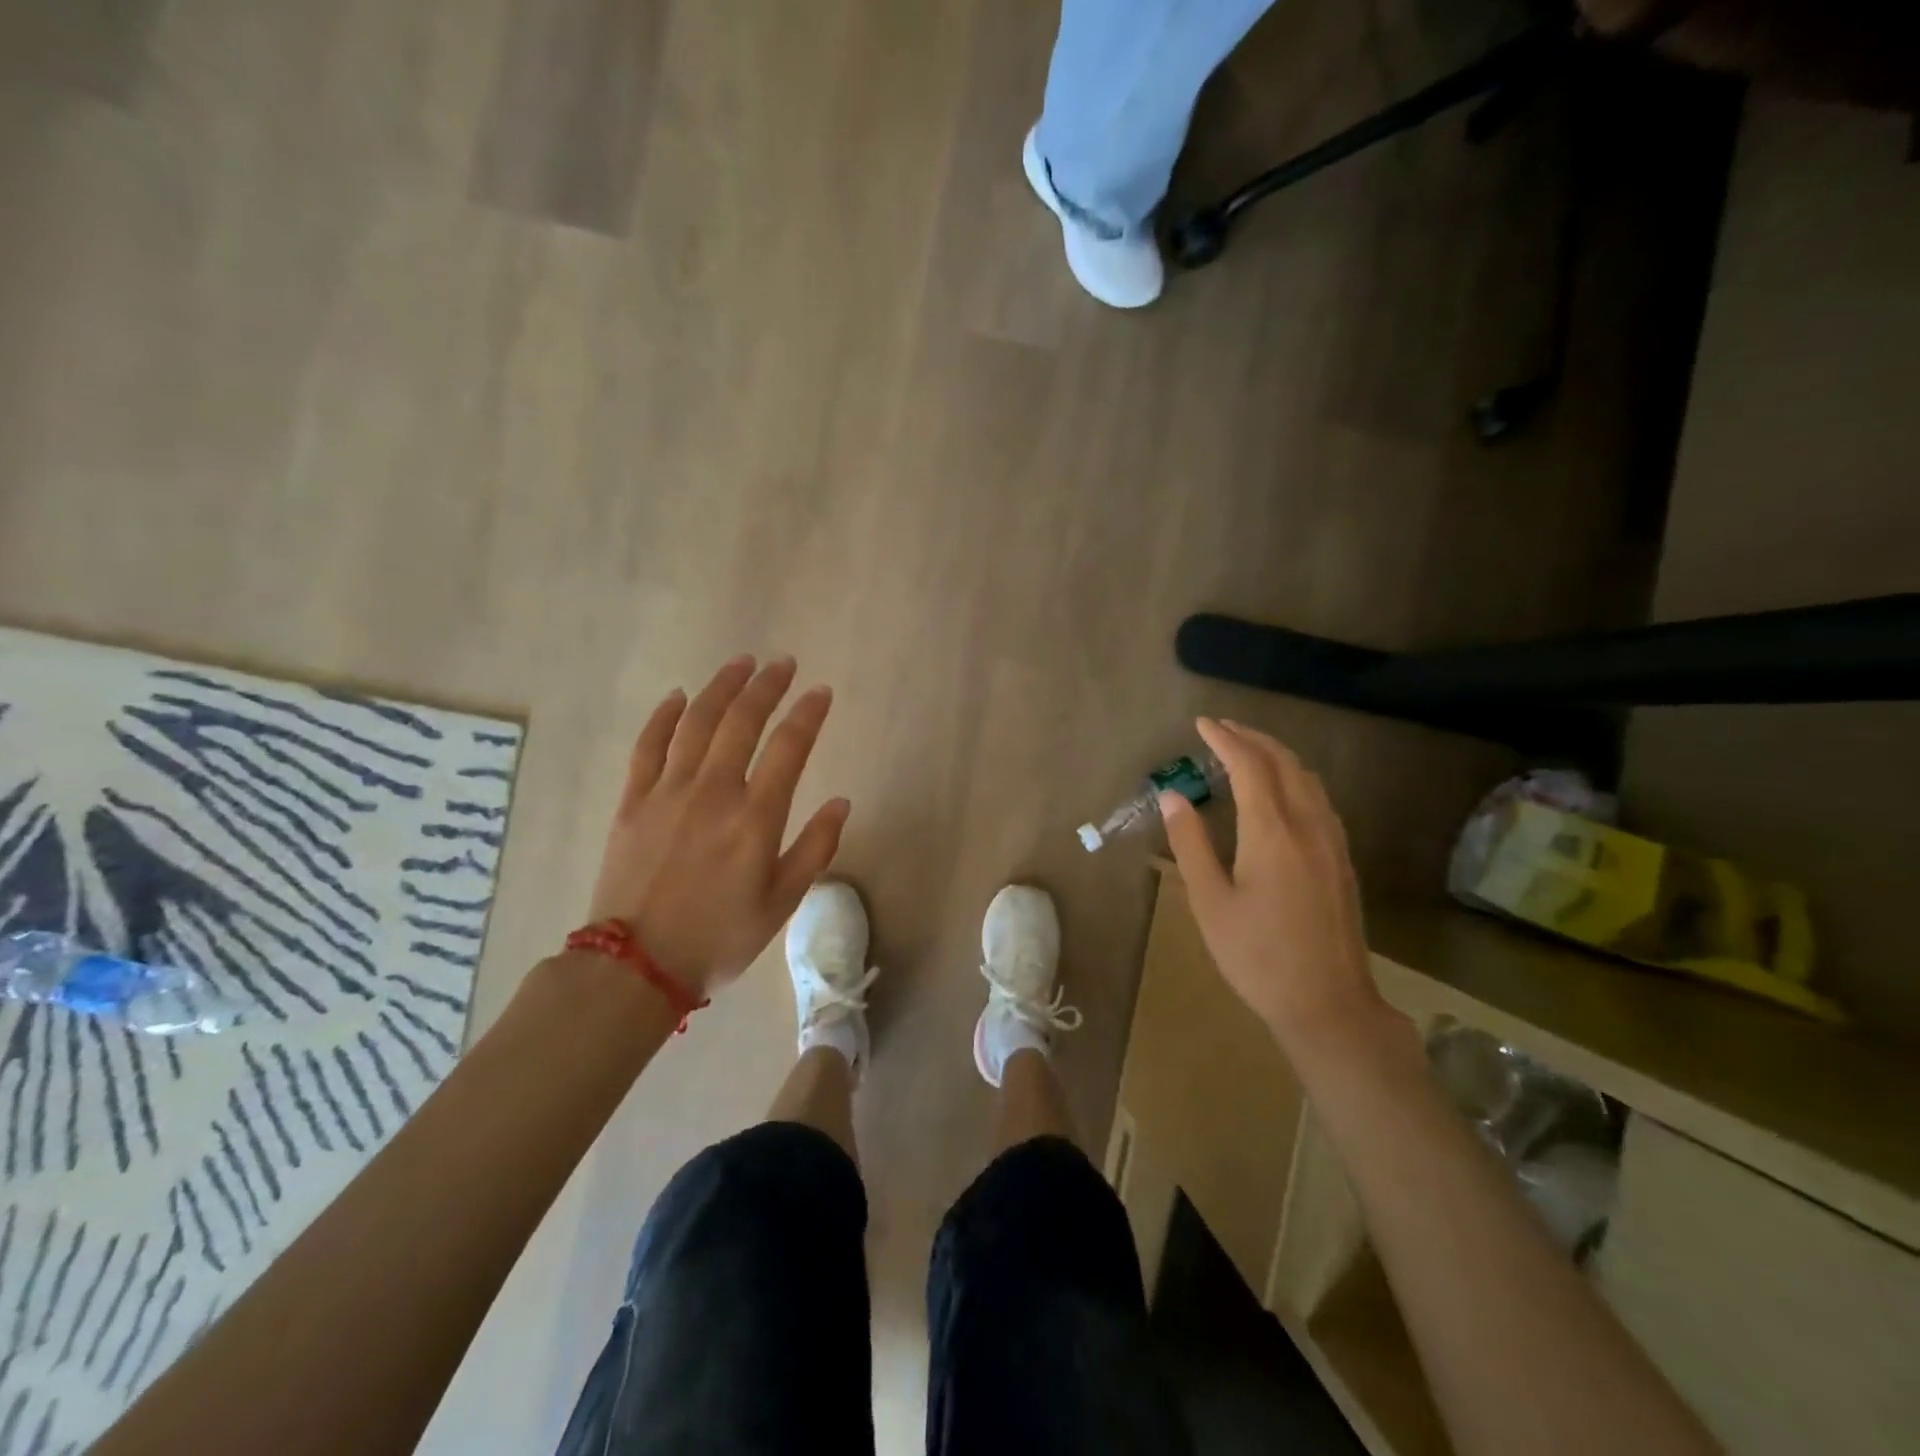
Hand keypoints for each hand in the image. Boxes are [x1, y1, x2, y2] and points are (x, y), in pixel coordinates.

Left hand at [587, 656, 849, 996]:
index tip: (821, 691)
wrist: (635, 968)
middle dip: (767, 686)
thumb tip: (841, 802)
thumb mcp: (782, 903)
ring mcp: (667, 792)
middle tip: (783, 664)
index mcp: (755, 818)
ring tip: (741, 664)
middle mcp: (713, 792)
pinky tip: (678, 696)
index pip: (789, 747)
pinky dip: (664, 716)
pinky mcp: (632, 801)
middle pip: (741, 721)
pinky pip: (648, 746)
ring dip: (721, 687)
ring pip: (696, 722)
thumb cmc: (720, 939)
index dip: (808, 713)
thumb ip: (815, 848)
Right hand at [1160, 718, 1383, 1047]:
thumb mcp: (1210, 902)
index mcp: (1272, 833)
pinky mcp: (1342, 860)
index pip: (1249, 767)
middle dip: (1252, 738)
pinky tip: (1281, 791)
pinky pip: (1319, 799)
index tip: (1202, 724)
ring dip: (1276, 755)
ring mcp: (1332, 842)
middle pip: (1284, 763)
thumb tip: (1174, 797)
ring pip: (1307, 779)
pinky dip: (1295, 778)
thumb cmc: (1256, 955)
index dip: (1225, 740)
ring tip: (1247, 750)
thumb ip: (1191, 844)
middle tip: (1222, 729)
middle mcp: (1308, 826)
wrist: (1327, 1003)